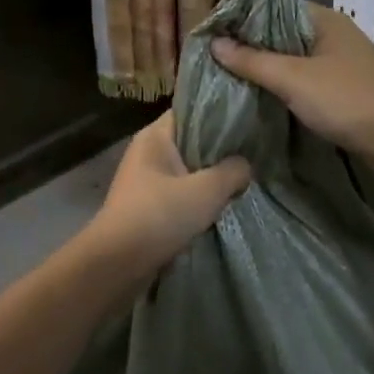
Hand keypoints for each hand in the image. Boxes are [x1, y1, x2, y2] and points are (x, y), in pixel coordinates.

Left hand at [84, 112, 251, 274]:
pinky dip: (199, 199)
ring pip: (188, 170)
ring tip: (244, 180)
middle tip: (254, 152)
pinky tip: (222, 206)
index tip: (248, 120)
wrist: (118, 263)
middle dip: (220, 150)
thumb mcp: (207, 190)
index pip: (191, 110)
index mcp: (155, 136)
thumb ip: (233, 171)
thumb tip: (245, 166)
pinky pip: (180, 194)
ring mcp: (145, 181)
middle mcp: (147, 152)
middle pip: (192, 142)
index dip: (219, 113)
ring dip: (211, 179)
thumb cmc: (160, 215)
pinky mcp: (148, 207)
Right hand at [211, 3, 373, 159]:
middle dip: (250, 47)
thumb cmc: (346, 99)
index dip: (242, 18)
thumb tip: (215, 43)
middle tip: (213, 60)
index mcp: (322, 20)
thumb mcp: (293, 78)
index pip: (273, 7)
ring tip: (228, 79)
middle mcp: (330, 36)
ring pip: (292, 60)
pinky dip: (282, 88)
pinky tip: (260, 98)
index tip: (211, 34)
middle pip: (281, 35)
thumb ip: (253, 60)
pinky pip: (303, 82)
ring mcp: (338, 64)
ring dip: (265, 70)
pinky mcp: (341, 91)